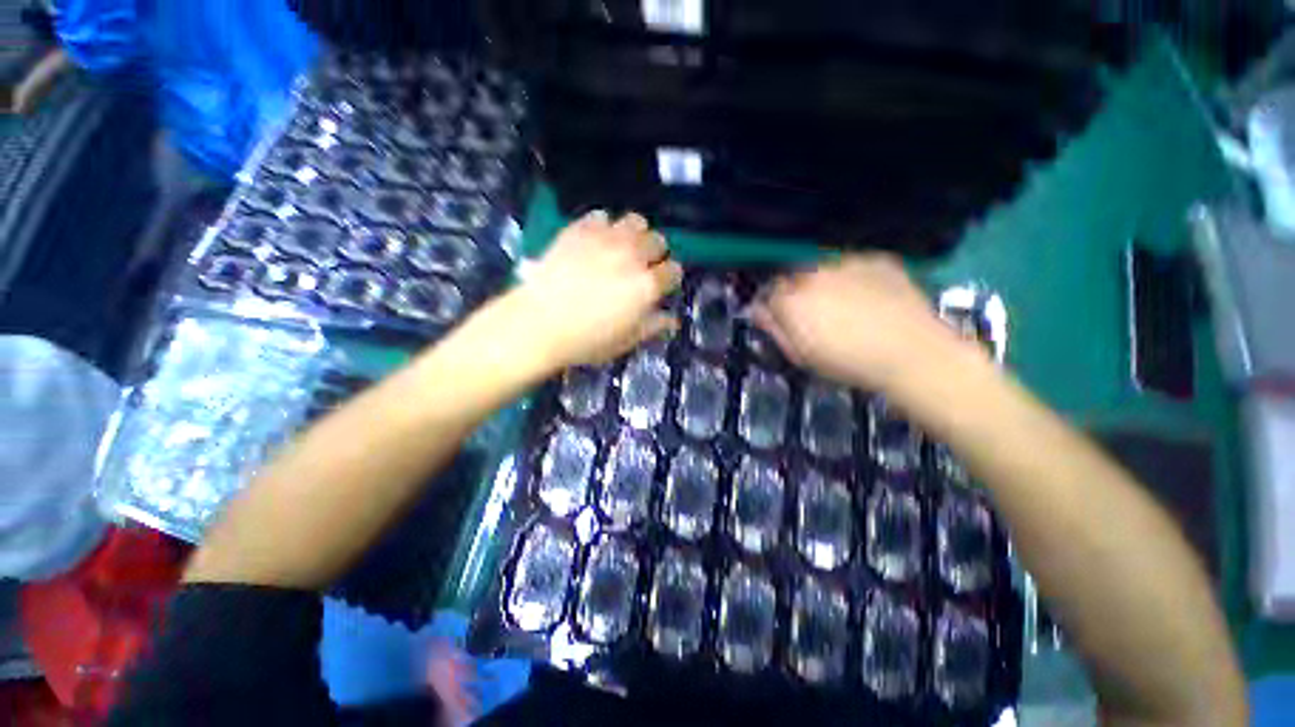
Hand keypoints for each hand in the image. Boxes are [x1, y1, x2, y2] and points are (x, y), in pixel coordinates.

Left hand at [511, 211, 683, 369]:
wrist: (539, 323)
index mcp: (647, 285)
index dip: (670, 277)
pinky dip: (604, 226)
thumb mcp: (625, 341)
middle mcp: (632, 256)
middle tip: (643, 264)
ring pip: (635, 221)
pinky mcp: (580, 230)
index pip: (673, 271)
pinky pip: (601, 216)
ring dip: (635, 233)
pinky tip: (596, 240)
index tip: (662, 284)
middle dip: (656, 252)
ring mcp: (606, 239)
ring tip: (624, 246)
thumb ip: (652, 326)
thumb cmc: (586, 340)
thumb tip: (672, 319)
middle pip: (658, 241)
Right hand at [751, 254, 978, 391]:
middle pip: (793, 277)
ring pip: (822, 269)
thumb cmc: (849, 363)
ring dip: (824, 283)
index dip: (773, 307)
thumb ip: (774, 330)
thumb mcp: (801, 355)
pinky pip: (853, 265)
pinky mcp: (875, 260)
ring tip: (844, 306)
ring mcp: (846, 263)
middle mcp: (813, 275)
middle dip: (796, 292)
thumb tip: (760, 313)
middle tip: (814, 315)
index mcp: (791, 300)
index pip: (767, 294)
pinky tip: (868, 298)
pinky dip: (853, 278)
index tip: (781, 319)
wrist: (913, 353)